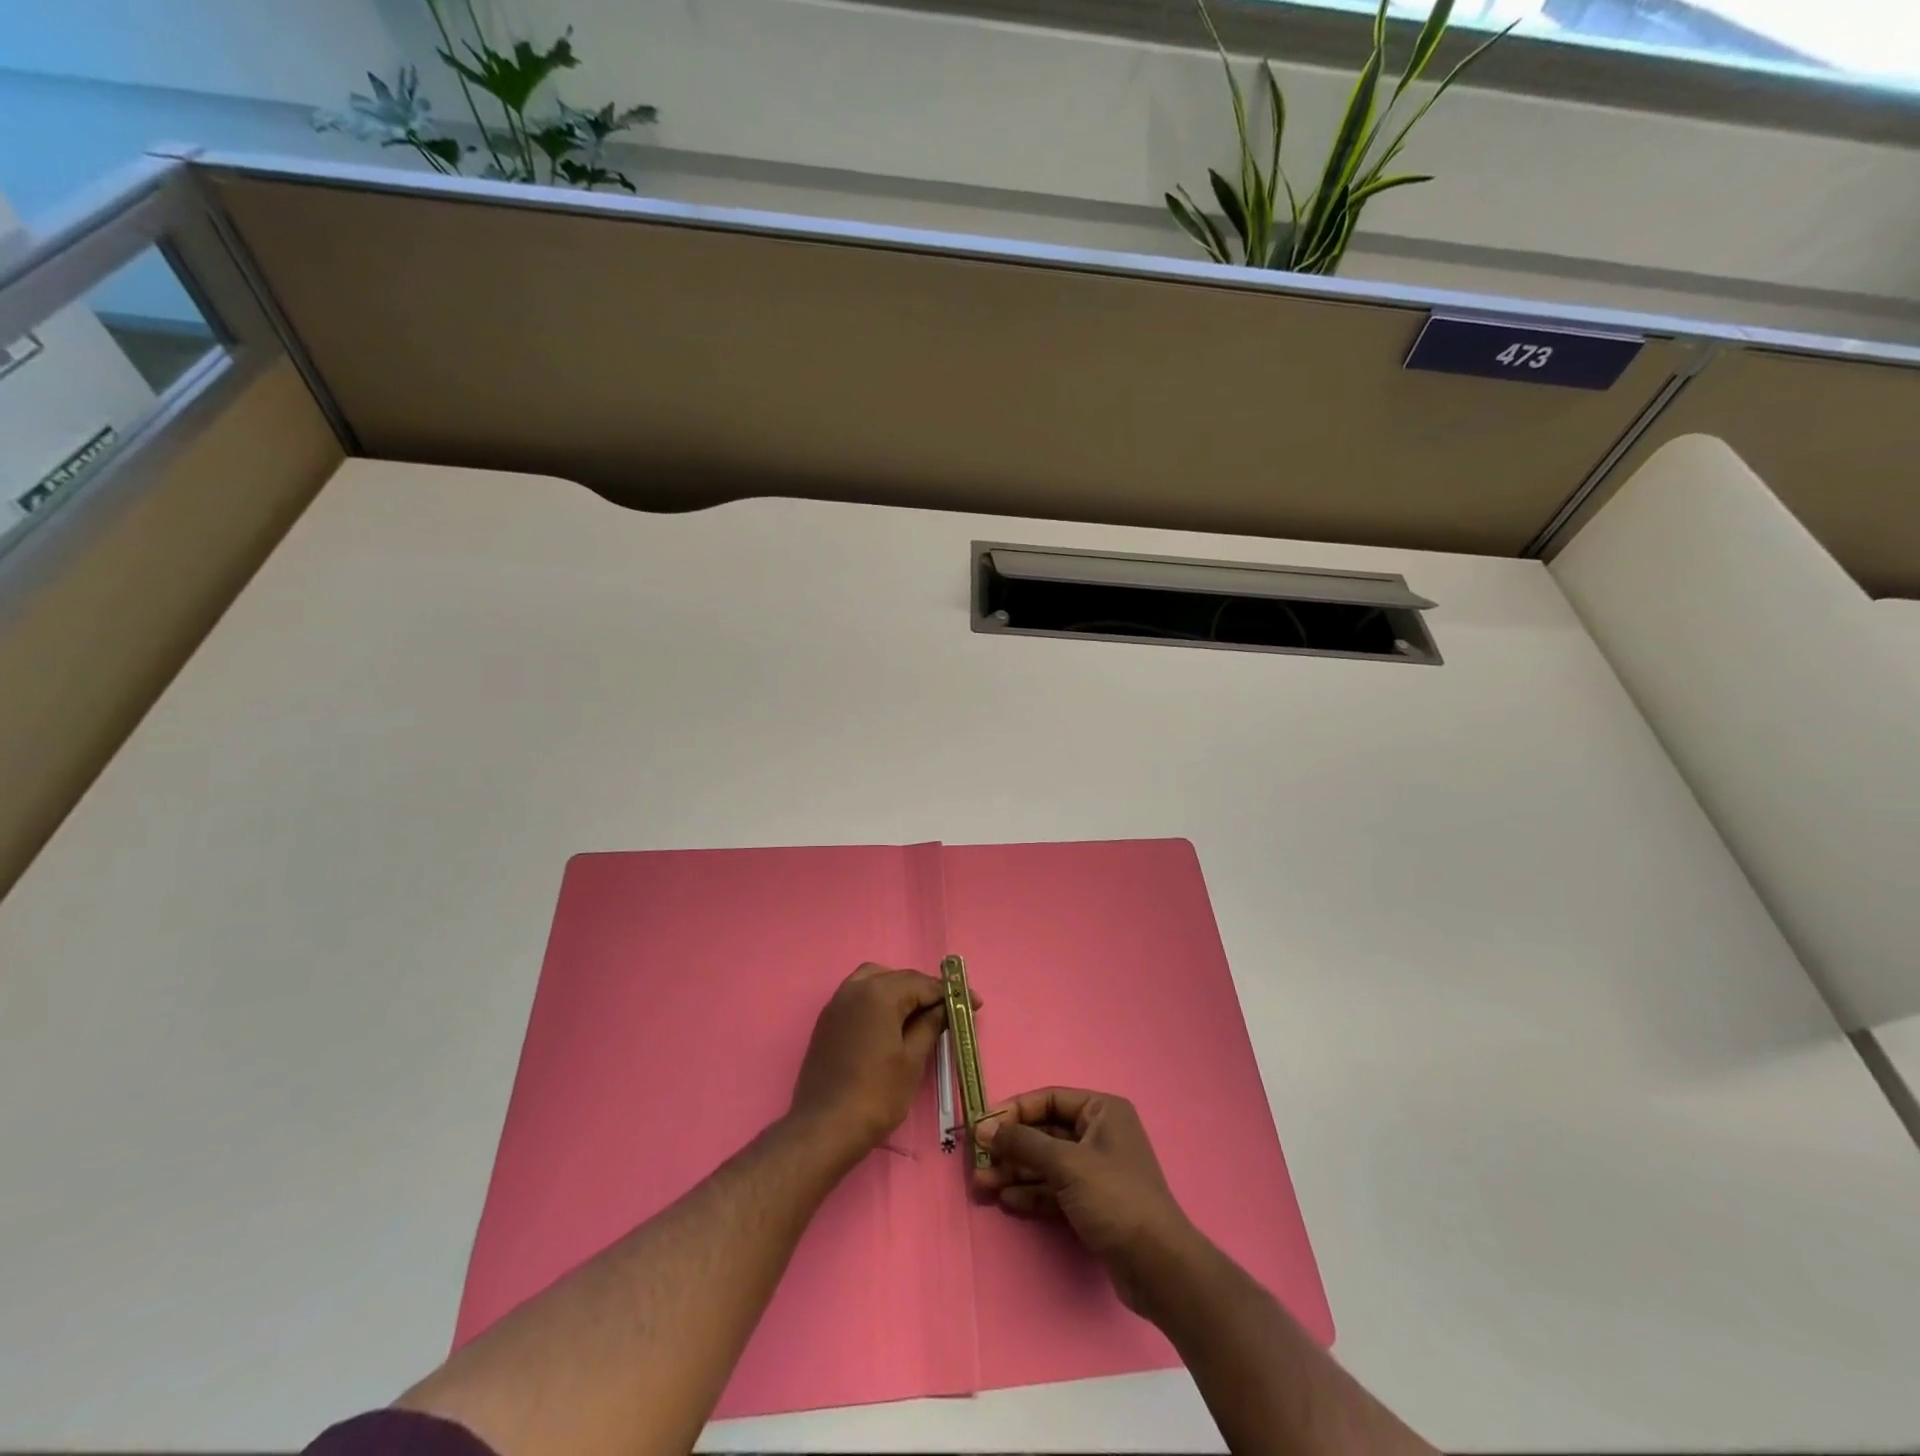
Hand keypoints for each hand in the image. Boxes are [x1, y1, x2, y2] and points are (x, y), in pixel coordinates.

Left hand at [789, 963, 948, 1154]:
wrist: (824, 1128)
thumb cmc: (875, 1095)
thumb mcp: (912, 1060)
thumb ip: (930, 1026)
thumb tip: (944, 1008)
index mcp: (879, 993)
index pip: (923, 984)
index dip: (951, 993)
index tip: (975, 1004)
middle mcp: (856, 988)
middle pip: (900, 978)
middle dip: (926, 990)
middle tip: (951, 1009)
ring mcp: (838, 1002)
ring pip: (876, 980)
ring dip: (900, 990)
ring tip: (920, 1012)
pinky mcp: (828, 1019)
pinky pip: (859, 995)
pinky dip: (879, 999)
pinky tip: (892, 1021)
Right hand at [974, 1087, 1198, 1313]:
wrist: (1158, 1267)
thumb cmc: (1114, 1198)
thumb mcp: (1066, 1164)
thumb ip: (1024, 1143)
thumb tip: (985, 1127)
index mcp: (1101, 1111)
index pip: (1048, 1100)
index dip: (1014, 1112)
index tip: (982, 1128)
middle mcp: (1099, 1134)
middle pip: (1045, 1132)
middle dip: (1011, 1147)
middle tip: (978, 1162)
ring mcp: (1096, 1170)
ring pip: (1047, 1163)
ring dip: (1016, 1172)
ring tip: (983, 1185)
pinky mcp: (1092, 1203)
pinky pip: (1055, 1189)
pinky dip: (1032, 1193)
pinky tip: (1007, 1201)